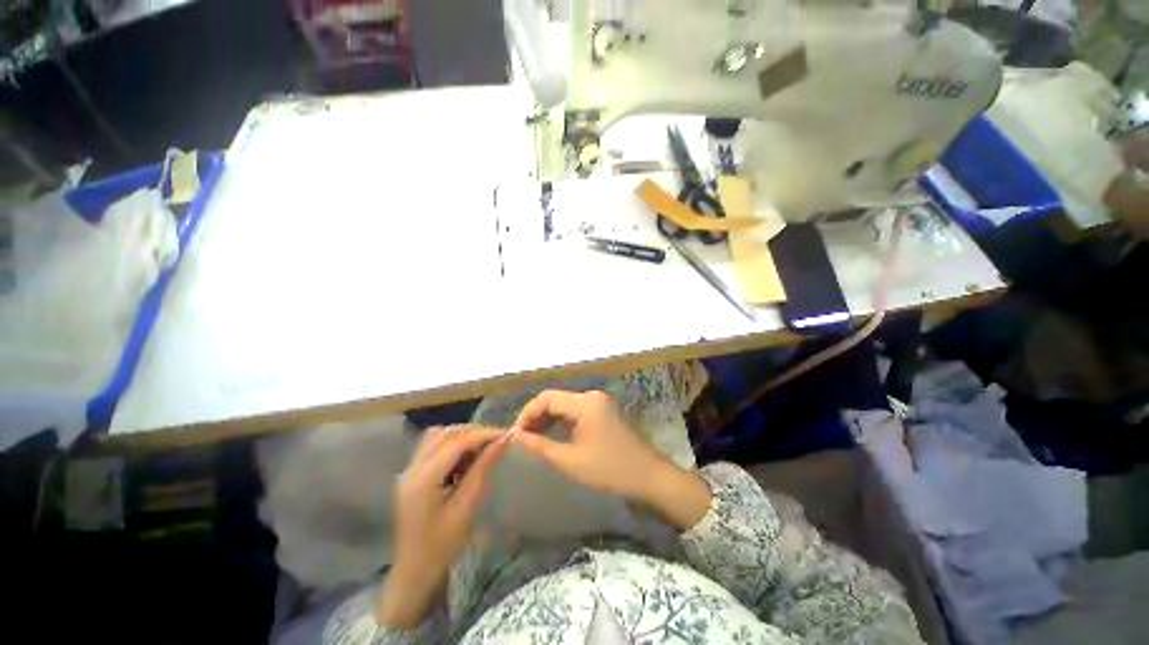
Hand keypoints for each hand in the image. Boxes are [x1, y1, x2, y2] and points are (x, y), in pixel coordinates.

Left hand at [377, 426, 512, 628]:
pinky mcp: (412, 476)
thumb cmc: (442, 546)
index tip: (507, 434)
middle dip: (474, 432)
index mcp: (423, 478)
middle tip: (496, 440)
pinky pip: (433, 448)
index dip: (484, 434)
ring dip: (462, 437)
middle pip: (445, 434)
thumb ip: (483, 468)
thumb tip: (503, 441)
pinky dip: (452, 446)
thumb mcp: (467, 507)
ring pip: (438, 437)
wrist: (414, 574)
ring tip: (482, 448)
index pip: (457, 441)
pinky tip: (465, 459)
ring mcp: (409, 471)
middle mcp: (413, 468)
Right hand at [513, 390, 710, 530]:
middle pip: (556, 399)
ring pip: (565, 405)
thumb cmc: (610, 470)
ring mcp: (599, 403)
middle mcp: (592, 396)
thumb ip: (540, 445)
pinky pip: (576, 411)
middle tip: (521, 438)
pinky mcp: (603, 411)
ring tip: (533, 439)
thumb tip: (515, 436)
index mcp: (585, 403)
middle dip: (536, 416)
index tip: (515, 433)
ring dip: (548, 419)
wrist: (649, 476)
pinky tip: (552, 436)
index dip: (527, 413)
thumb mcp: (571, 460)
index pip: (547, 398)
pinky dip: (561, 422)